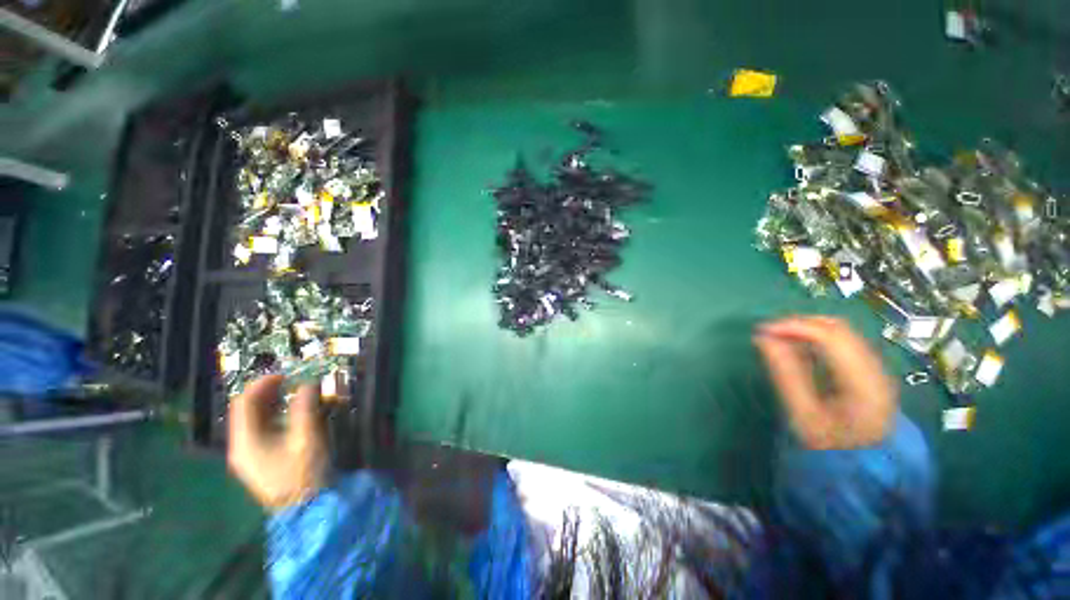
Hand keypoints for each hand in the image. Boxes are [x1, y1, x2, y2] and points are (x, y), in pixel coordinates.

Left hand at [228, 375, 326, 508]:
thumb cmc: (304, 472)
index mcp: (246, 440)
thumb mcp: (306, 437)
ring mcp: (250, 455)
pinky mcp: (262, 460)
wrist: (305, 509)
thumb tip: (307, 382)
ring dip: (277, 404)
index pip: (245, 403)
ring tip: (300, 394)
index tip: (286, 373)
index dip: (263, 383)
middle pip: (249, 410)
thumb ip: (305, 407)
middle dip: (271, 392)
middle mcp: (242, 446)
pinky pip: (266, 430)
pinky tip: (299, 414)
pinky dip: (280, 417)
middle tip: (295, 381)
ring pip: (258, 420)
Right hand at [753, 316, 896, 449]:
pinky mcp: (869, 370)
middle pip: (839, 329)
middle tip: (769, 332)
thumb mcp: (803, 414)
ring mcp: (876, 368)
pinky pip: (842, 342)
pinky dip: (817, 339)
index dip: (795, 327)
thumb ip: (785, 373)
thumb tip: (763, 339)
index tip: (763, 330)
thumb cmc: (830, 445)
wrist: (864, 467)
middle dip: (800, 324)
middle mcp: (876, 369)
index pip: (831, 338)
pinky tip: (799, 348)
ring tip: (779, 339)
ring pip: (841, 332)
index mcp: (864, 383)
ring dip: (807, 330)